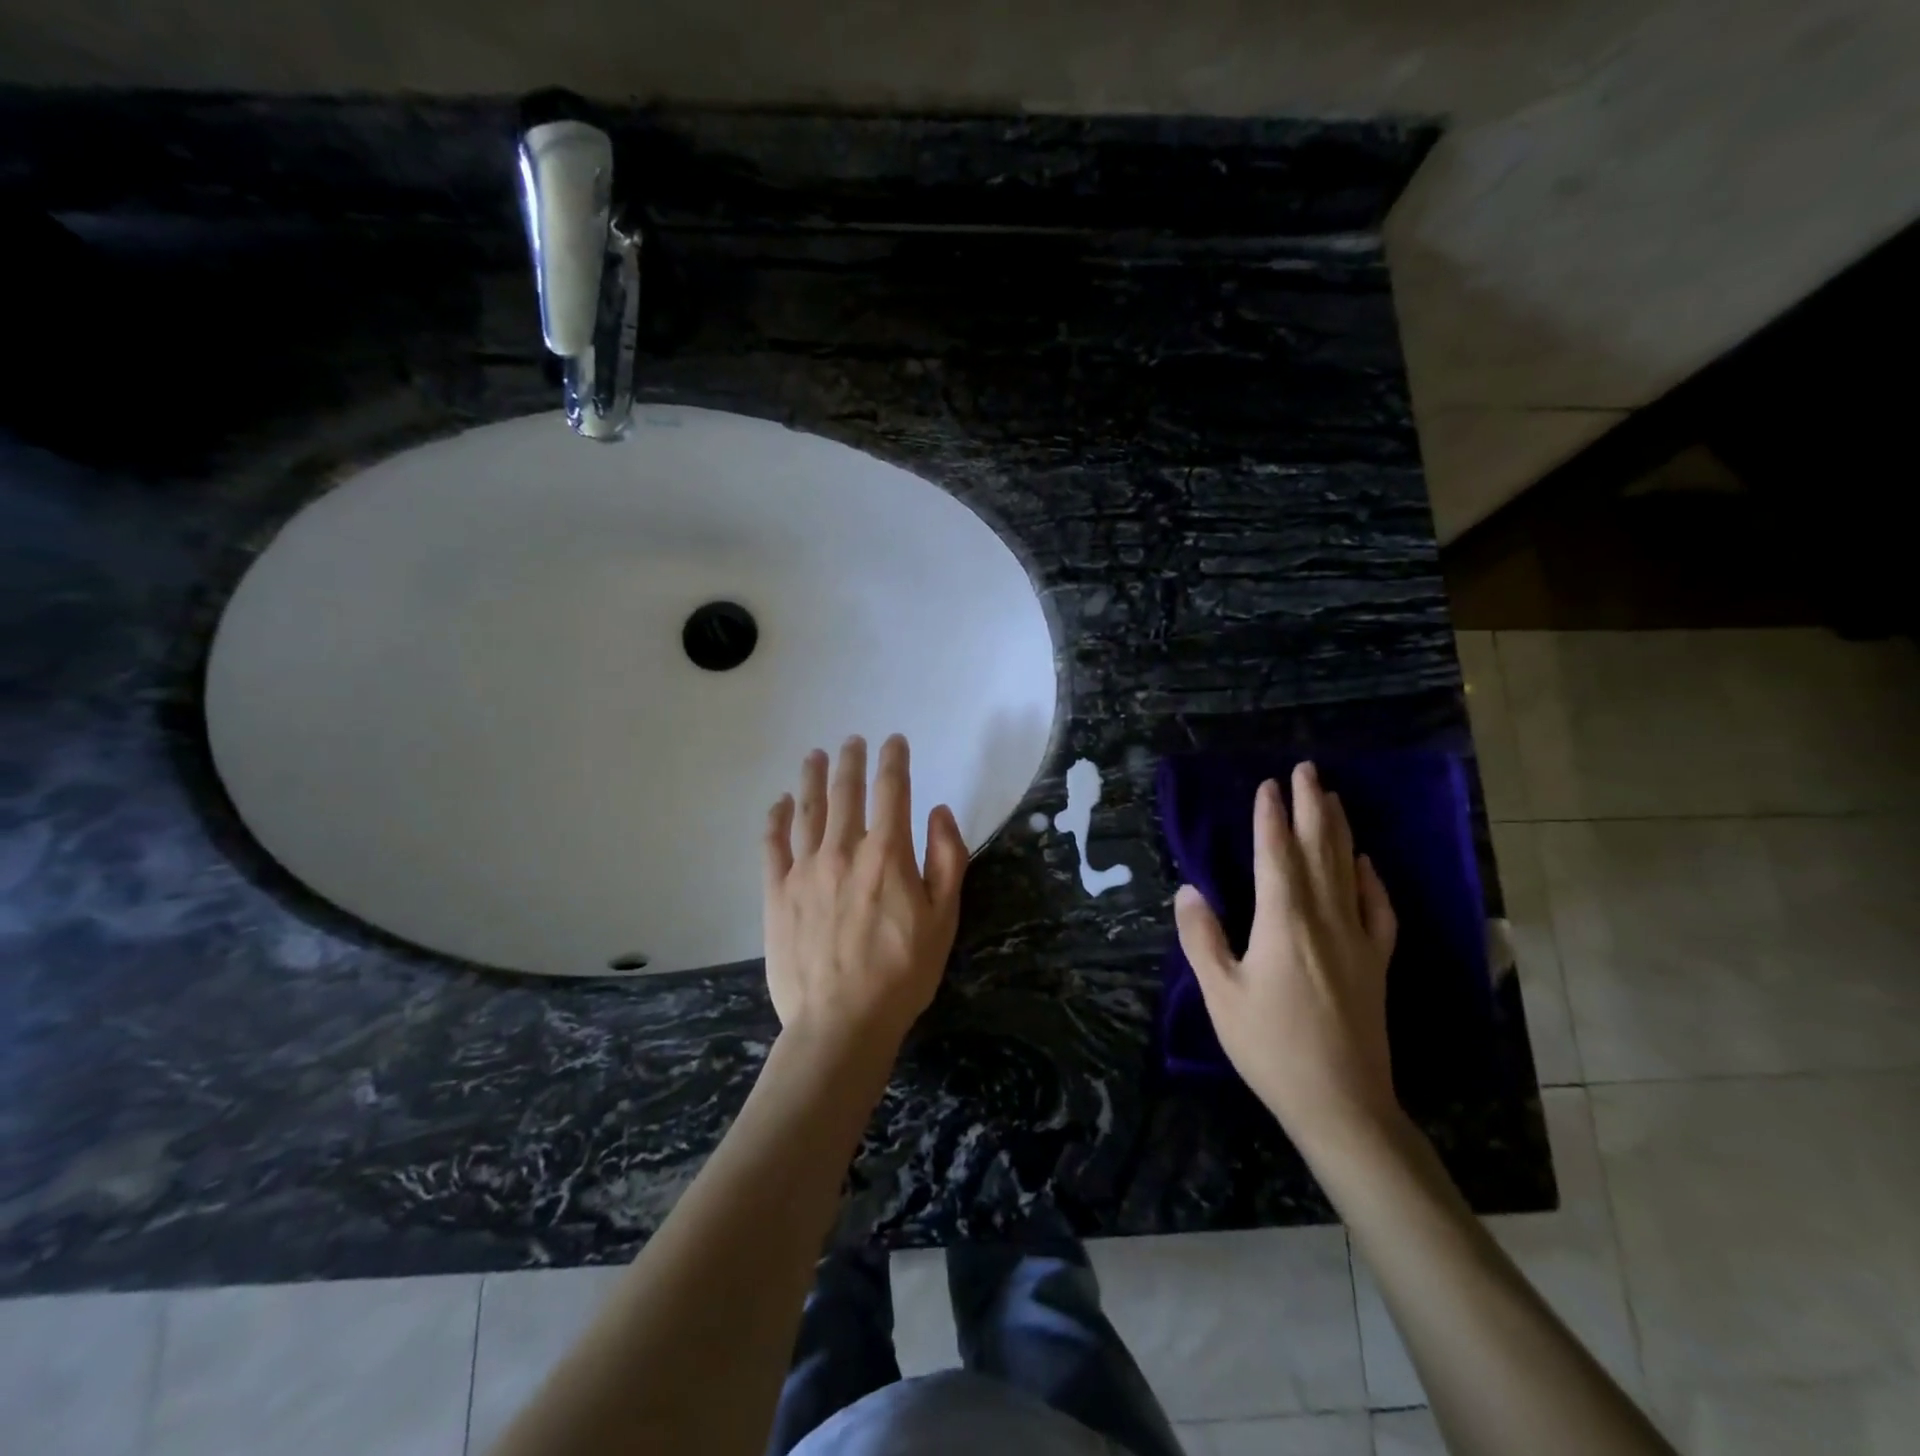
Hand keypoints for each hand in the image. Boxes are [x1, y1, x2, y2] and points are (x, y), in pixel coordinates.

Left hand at [763, 734, 969, 1063]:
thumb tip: (938, 811)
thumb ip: (947, 858)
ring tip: (815, 756)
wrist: (841, 1022)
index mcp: (887, 854)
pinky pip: (773, 845)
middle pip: (846, 792)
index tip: (894, 741)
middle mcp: (843, 850)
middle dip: (851, 761)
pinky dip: (777, 819)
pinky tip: (780, 803)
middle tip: (853, 741)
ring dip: (812, 778)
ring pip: (808, 810)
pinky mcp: (777, 893)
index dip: (894, 760)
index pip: (891, 790)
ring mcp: (804, 870)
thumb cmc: (902, 972)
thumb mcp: (945, 917)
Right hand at [1173, 761, 1400, 1150]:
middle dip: (1311, 806)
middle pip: (1318, 850)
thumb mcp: (1220, 994)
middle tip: (1308, 769)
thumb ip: (1202, 938)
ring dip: (1339, 830)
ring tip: (1333, 797)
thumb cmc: (1270, 1047)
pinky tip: (1366, 863)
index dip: (1271, 817)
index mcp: (1283, 921)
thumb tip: (1188, 890)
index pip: (1276, 855)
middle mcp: (1324, 919)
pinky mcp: (1376, 963)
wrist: (1341, 1103)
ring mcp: (1357, 940)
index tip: (1269, 784)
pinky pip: (1378, 909)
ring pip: (1347, 870)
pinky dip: (1372, 880)